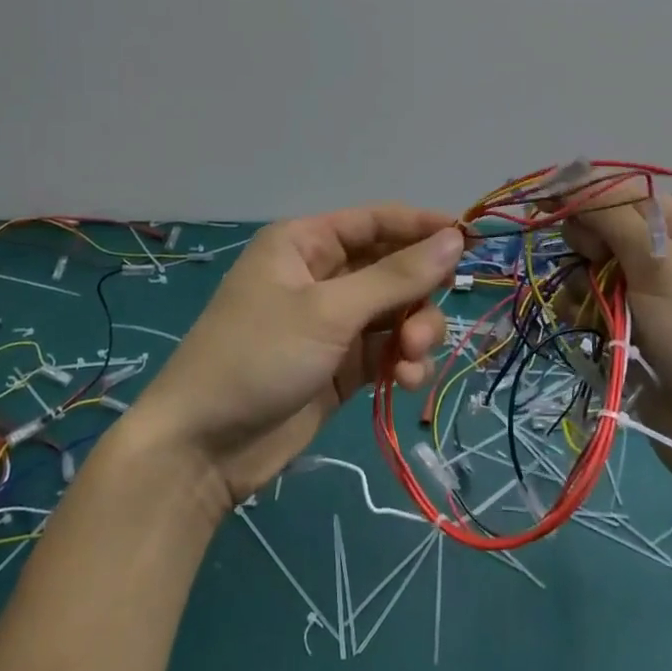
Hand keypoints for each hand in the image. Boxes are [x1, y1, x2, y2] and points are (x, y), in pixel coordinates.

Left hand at [122, 205, 465, 507]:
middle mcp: (320, 276)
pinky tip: (408, 381)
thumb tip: (454, 238)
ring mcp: (331, 323)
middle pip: (392, 269)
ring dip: (415, 332)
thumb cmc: (259, 356)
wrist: (203, 449)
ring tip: (412, 359)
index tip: (469, 241)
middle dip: (417, 296)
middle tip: (425, 327)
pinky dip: (403, 361)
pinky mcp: (339, 366)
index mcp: (305, 243)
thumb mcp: (329, 311)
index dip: (422, 227)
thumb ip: (396, 277)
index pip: (376, 221)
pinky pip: (387, 350)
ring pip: (395, 312)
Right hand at [562, 193, 671, 481]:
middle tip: (593, 261)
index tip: (540, 196)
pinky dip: (582, 307)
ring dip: (582, 280)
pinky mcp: (632, 324)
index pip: (627, 192)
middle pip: (606, 226)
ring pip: (592, 263)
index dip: (584, 192)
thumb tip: (567, 178)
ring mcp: (652, 292)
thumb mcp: (660, 266)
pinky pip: (592, 298)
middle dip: (589, 243)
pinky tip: (585, 322)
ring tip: (591, 305)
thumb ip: (612, 216)